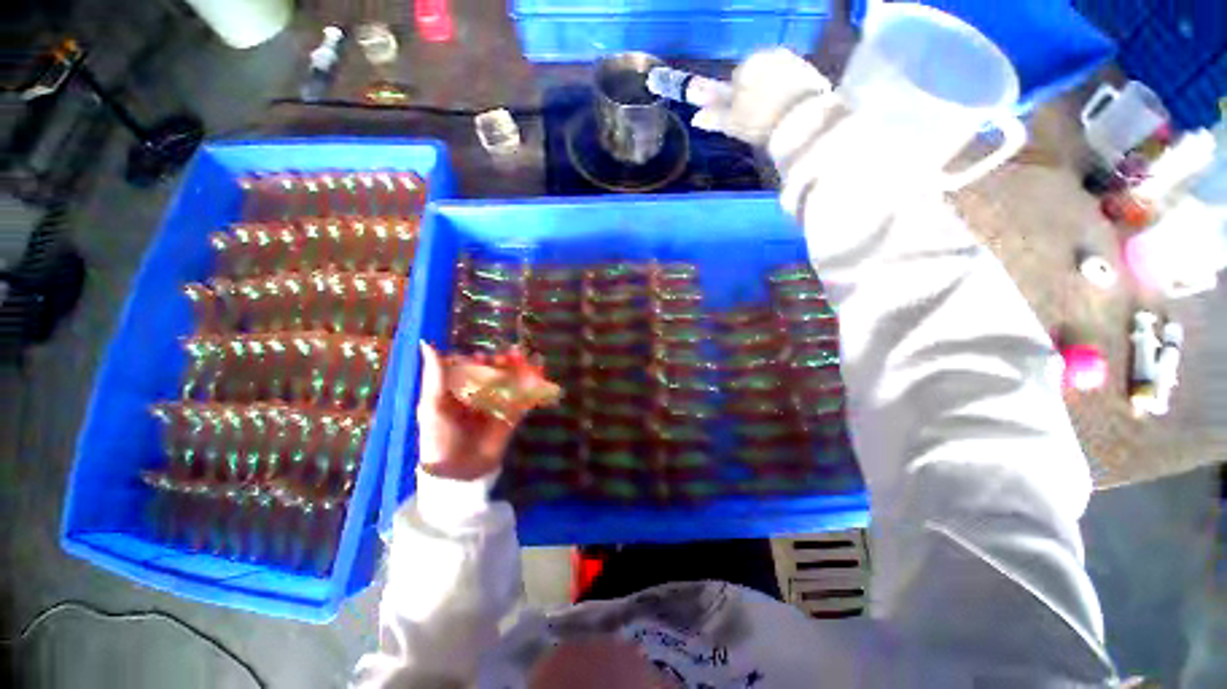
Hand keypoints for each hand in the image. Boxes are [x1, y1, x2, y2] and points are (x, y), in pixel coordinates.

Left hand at [415, 343, 522, 480]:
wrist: (459, 472)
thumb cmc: (439, 437)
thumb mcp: (432, 404)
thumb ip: (434, 375)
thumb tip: (426, 342)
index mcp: (457, 391)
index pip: (468, 367)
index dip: (475, 360)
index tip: (478, 358)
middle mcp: (478, 395)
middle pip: (493, 372)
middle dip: (501, 361)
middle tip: (506, 356)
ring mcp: (496, 405)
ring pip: (510, 381)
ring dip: (519, 368)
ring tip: (523, 358)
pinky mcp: (512, 416)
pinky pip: (524, 398)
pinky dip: (533, 386)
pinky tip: (539, 373)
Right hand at [691, 48, 833, 145]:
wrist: (802, 120)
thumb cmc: (759, 121)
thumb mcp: (732, 123)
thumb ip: (714, 117)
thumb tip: (695, 118)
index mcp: (747, 65)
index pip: (735, 80)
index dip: (736, 100)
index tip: (741, 118)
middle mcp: (769, 54)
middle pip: (756, 76)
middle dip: (755, 94)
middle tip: (757, 121)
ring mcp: (792, 60)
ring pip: (774, 79)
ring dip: (772, 94)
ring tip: (774, 120)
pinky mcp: (811, 71)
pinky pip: (793, 83)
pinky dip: (789, 95)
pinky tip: (789, 114)